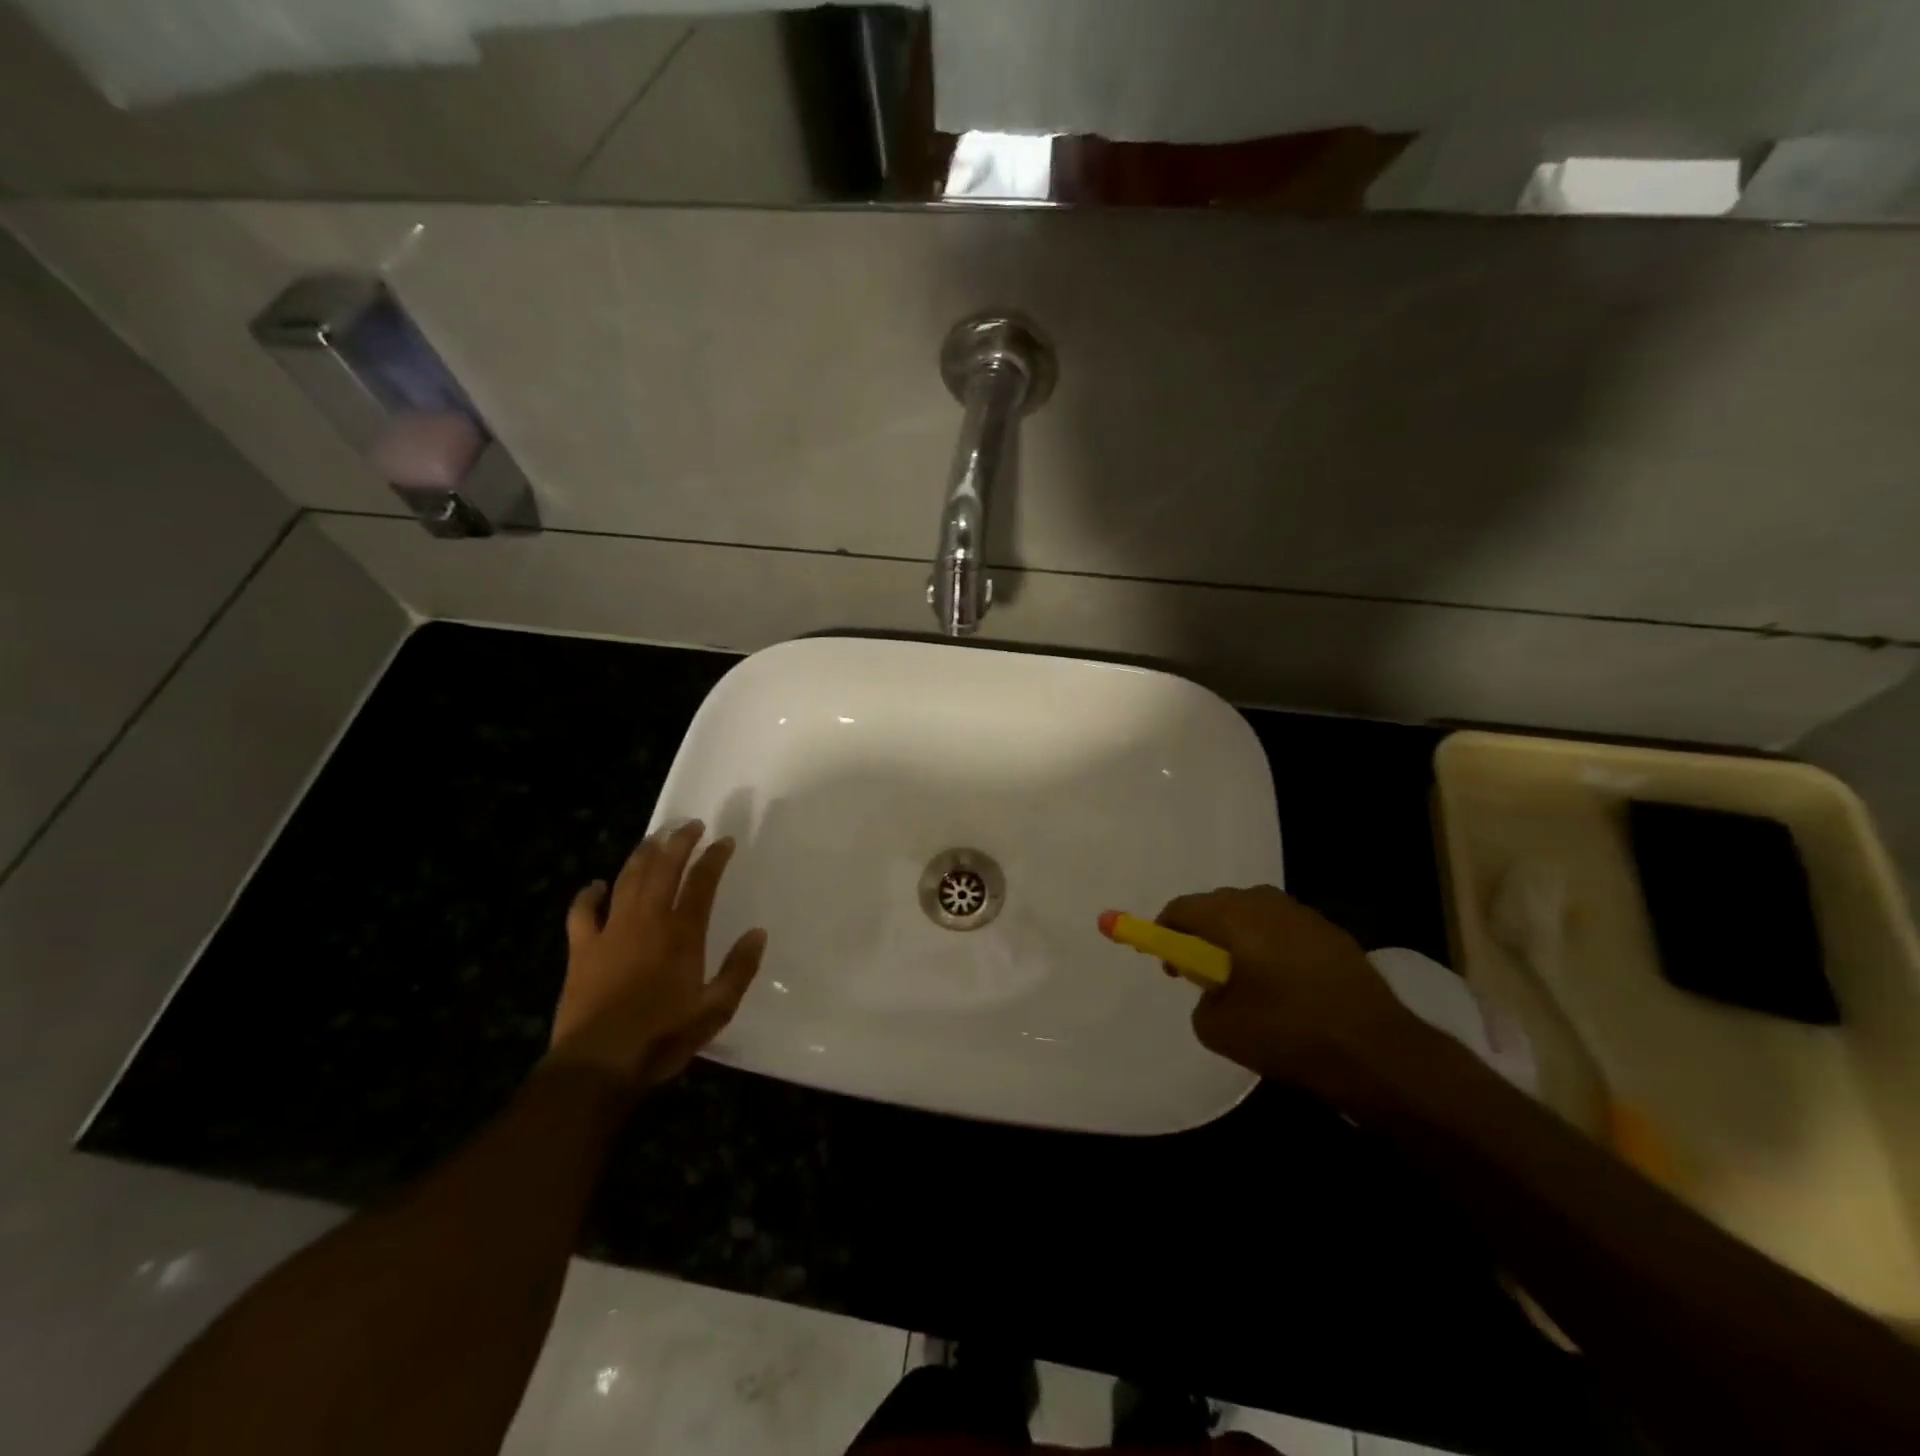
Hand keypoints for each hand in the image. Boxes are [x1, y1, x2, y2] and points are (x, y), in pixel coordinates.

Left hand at [546, 820, 766, 1092]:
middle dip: (679, 842)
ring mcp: (611, 932)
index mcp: (682, 933)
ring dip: (642, 855)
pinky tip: (594, 885)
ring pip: (627, 879)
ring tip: (654, 838)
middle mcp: (647, 921)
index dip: (714, 858)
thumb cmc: (662, 1037)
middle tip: (690, 825)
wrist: (598, 1064)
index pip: (702, 882)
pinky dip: (588, 895)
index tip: (723, 841)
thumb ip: (739, 969)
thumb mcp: (716, 1010)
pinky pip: (582, 912)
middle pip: (664, 868)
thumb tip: (757, 934)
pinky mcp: (581, 949)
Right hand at [1158, 885, 1419, 1084]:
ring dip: (1239, 941)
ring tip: (1245, 983)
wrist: (1377, 1051)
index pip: (1181, 908)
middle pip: (1217, 907)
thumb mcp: (1218, 1029)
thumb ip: (1201, 1002)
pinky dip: (1271, 949)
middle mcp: (1265, 901)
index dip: (1164, 933)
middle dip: (1203, 935)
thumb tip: (1213, 993)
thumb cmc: (1287, 1032)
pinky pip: (1284, 931)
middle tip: (1204, 976)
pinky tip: (1283, 987)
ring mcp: (1303, 914)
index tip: (1170, 966)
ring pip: (1253, 916)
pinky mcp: (1332, 933)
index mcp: (1232, 915)